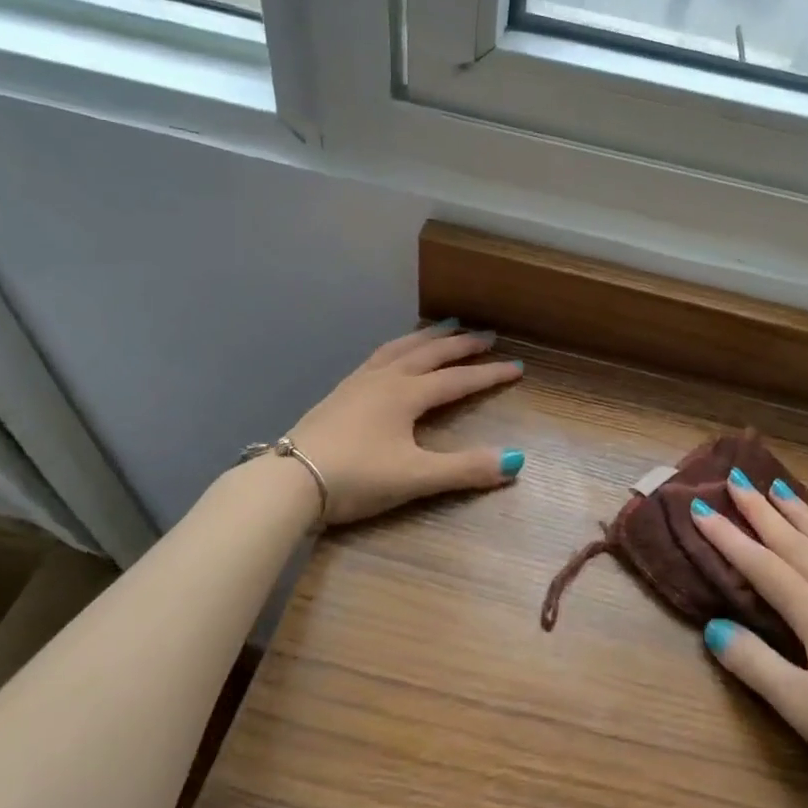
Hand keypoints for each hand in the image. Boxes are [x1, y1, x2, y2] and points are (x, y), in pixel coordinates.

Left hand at [283, 322, 524, 524]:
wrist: (289, 480)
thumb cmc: (356, 477)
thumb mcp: (416, 477)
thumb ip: (466, 469)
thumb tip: (517, 460)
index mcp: (407, 394)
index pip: (458, 380)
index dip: (489, 374)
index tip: (517, 367)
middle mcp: (385, 379)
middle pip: (430, 353)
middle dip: (462, 344)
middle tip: (487, 334)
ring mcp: (358, 383)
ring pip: (400, 348)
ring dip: (427, 337)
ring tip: (445, 327)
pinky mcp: (339, 392)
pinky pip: (378, 356)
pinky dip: (398, 347)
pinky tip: (394, 356)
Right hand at [692, 475, 807, 807]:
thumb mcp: (803, 709)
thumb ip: (756, 664)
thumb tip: (714, 626)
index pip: (762, 567)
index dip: (728, 538)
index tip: (701, 508)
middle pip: (797, 544)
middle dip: (762, 511)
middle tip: (738, 480)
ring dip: (806, 514)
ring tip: (782, 488)